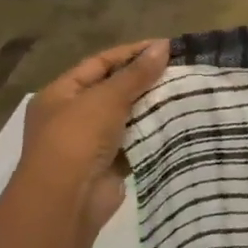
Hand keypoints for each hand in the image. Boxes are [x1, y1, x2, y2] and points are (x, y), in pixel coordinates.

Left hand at [15, 41, 168, 236]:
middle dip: (146, 79)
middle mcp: (72, 115)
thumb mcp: (107, 98)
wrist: (67, 200)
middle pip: (114, 88)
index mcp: (61, 94)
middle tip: (181, 69)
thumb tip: (163, 46)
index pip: (100, 63)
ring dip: (153, 105)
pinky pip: (136, 139)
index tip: (167, 47)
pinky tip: (179, 120)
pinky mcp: (110, 162)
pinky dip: (154, 131)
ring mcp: (90, 141)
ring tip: (186, 91)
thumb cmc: (77, 139)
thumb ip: (136, 73)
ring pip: (128, 115)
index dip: (132, 53)